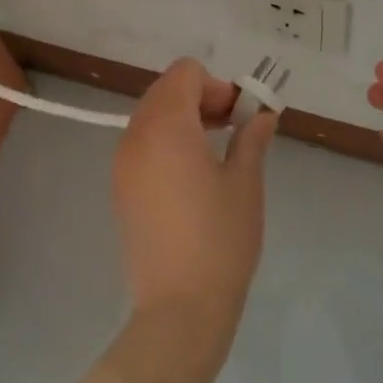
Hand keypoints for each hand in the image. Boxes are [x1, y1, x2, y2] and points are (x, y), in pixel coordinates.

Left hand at [114, 58, 275, 363]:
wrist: (179, 310)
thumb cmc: (220, 240)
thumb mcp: (245, 182)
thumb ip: (252, 138)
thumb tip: (262, 115)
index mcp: (166, 125)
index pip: (185, 73)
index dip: (217, 85)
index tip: (240, 116)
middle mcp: (136, 135)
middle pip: (166, 90)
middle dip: (201, 98)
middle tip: (233, 128)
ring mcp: (123, 163)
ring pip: (151, 115)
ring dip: (184, 118)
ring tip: (216, 150)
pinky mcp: (120, 189)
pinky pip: (142, 143)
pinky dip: (167, 141)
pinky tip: (192, 175)